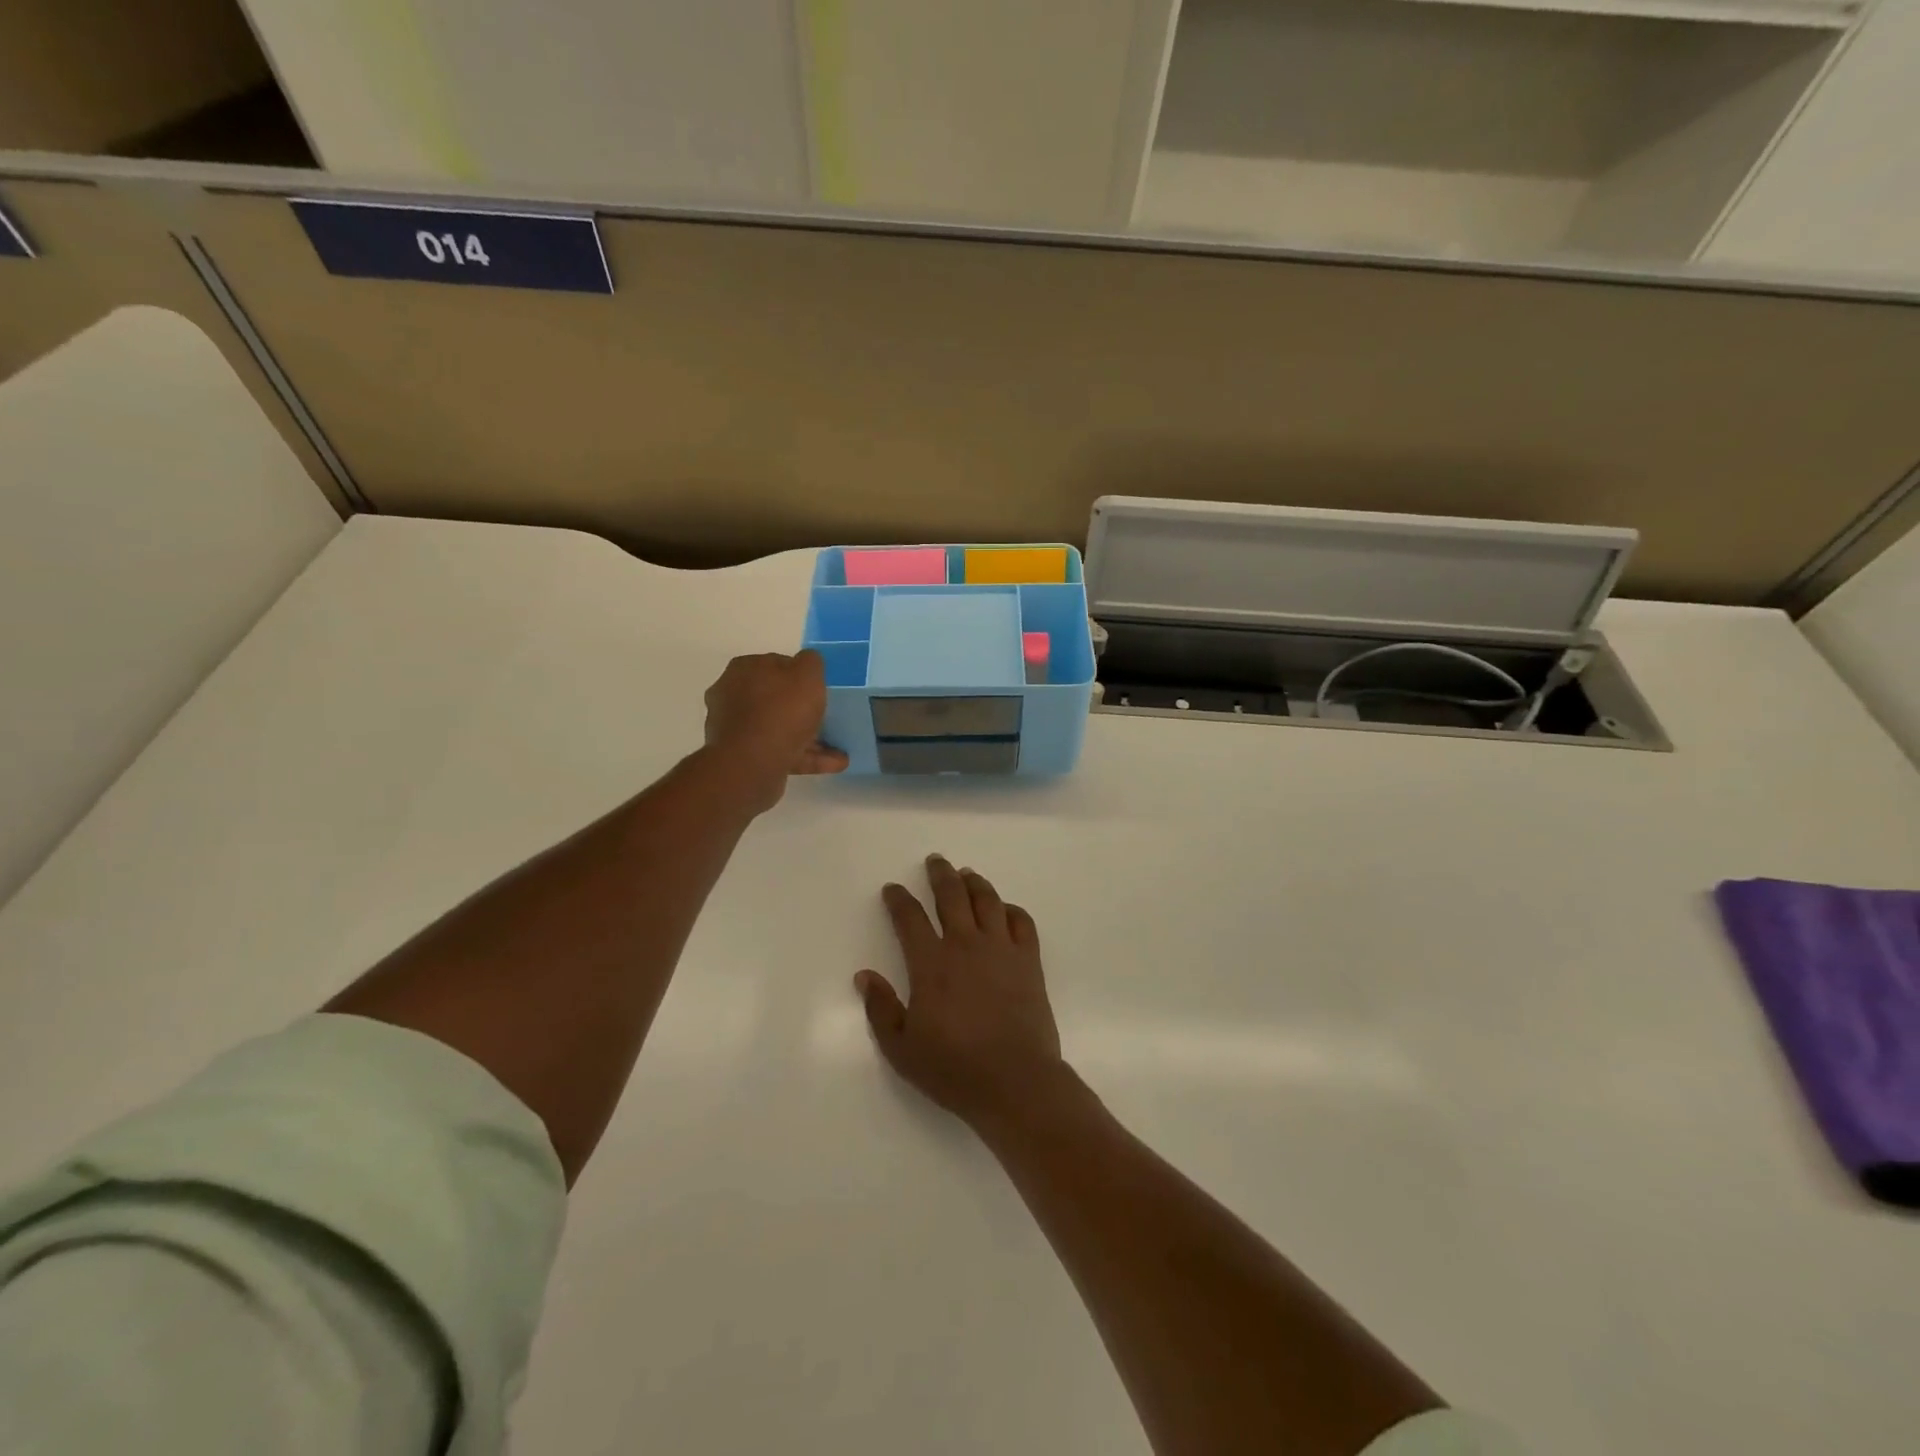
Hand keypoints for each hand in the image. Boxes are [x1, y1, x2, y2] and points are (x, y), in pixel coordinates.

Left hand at [703, 651, 847, 808]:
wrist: (751, 764)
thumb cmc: (781, 711)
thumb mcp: (807, 674)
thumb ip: (810, 662)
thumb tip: (807, 662)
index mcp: (744, 669)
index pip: (776, 664)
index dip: (800, 675)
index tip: (819, 689)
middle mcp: (732, 695)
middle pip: (776, 699)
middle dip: (803, 710)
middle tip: (828, 719)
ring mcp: (735, 729)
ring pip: (779, 729)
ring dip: (809, 739)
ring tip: (840, 751)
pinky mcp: (742, 758)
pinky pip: (779, 752)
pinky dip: (804, 757)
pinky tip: (833, 764)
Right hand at [855, 855, 1067, 1132]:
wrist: (1016, 1082)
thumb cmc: (953, 1068)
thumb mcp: (902, 1048)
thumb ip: (880, 1008)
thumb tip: (864, 975)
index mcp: (931, 963)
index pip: (910, 918)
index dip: (899, 899)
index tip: (893, 889)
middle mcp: (965, 945)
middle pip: (952, 896)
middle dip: (940, 874)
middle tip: (935, 861)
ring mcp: (1001, 950)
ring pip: (987, 901)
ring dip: (975, 883)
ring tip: (967, 874)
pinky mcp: (1029, 961)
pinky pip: (1022, 922)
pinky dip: (1011, 909)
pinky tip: (1004, 909)